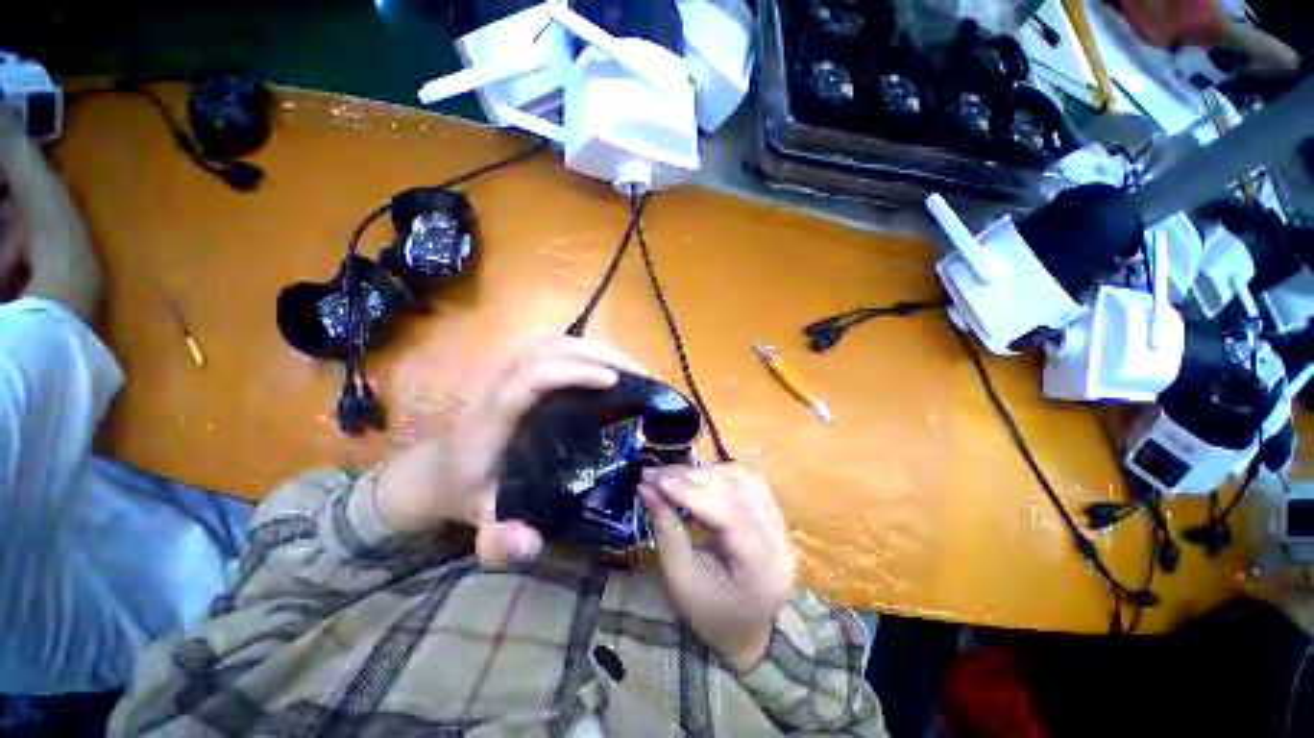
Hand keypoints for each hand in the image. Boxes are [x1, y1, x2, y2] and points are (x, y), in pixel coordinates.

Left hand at [373, 336, 644, 561]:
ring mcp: (508, 372)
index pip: (532, 377)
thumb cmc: (467, 492)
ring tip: (630, 366)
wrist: (439, 471)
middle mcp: (500, 384)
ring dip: (595, 348)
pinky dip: (584, 350)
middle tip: (639, 373)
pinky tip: (606, 365)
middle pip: (548, 349)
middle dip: (598, 354)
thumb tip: (531, 543)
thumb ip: (499, 540)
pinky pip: (552, 348)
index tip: (614, 381)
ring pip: (552, 342)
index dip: (574, 372)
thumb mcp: (481, 522)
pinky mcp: (518, 371)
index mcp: (493, 418)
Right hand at [640, 465, 795, 671]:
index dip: (693, 492)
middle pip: (738, 493)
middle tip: (656, 473)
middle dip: (693, 478)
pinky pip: (749, 482)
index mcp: (761, 571)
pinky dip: (720, 474)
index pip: (730, 516)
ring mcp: (782, 526)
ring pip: (745, 480)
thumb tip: (646, 487)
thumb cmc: (708, 613)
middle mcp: (780, 542)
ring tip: (673, 476)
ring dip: (706, 473)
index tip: (658, 481)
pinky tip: (699, 477)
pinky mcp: (775, 515)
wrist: (744, 631)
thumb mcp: (680, 579)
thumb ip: (666, 529)